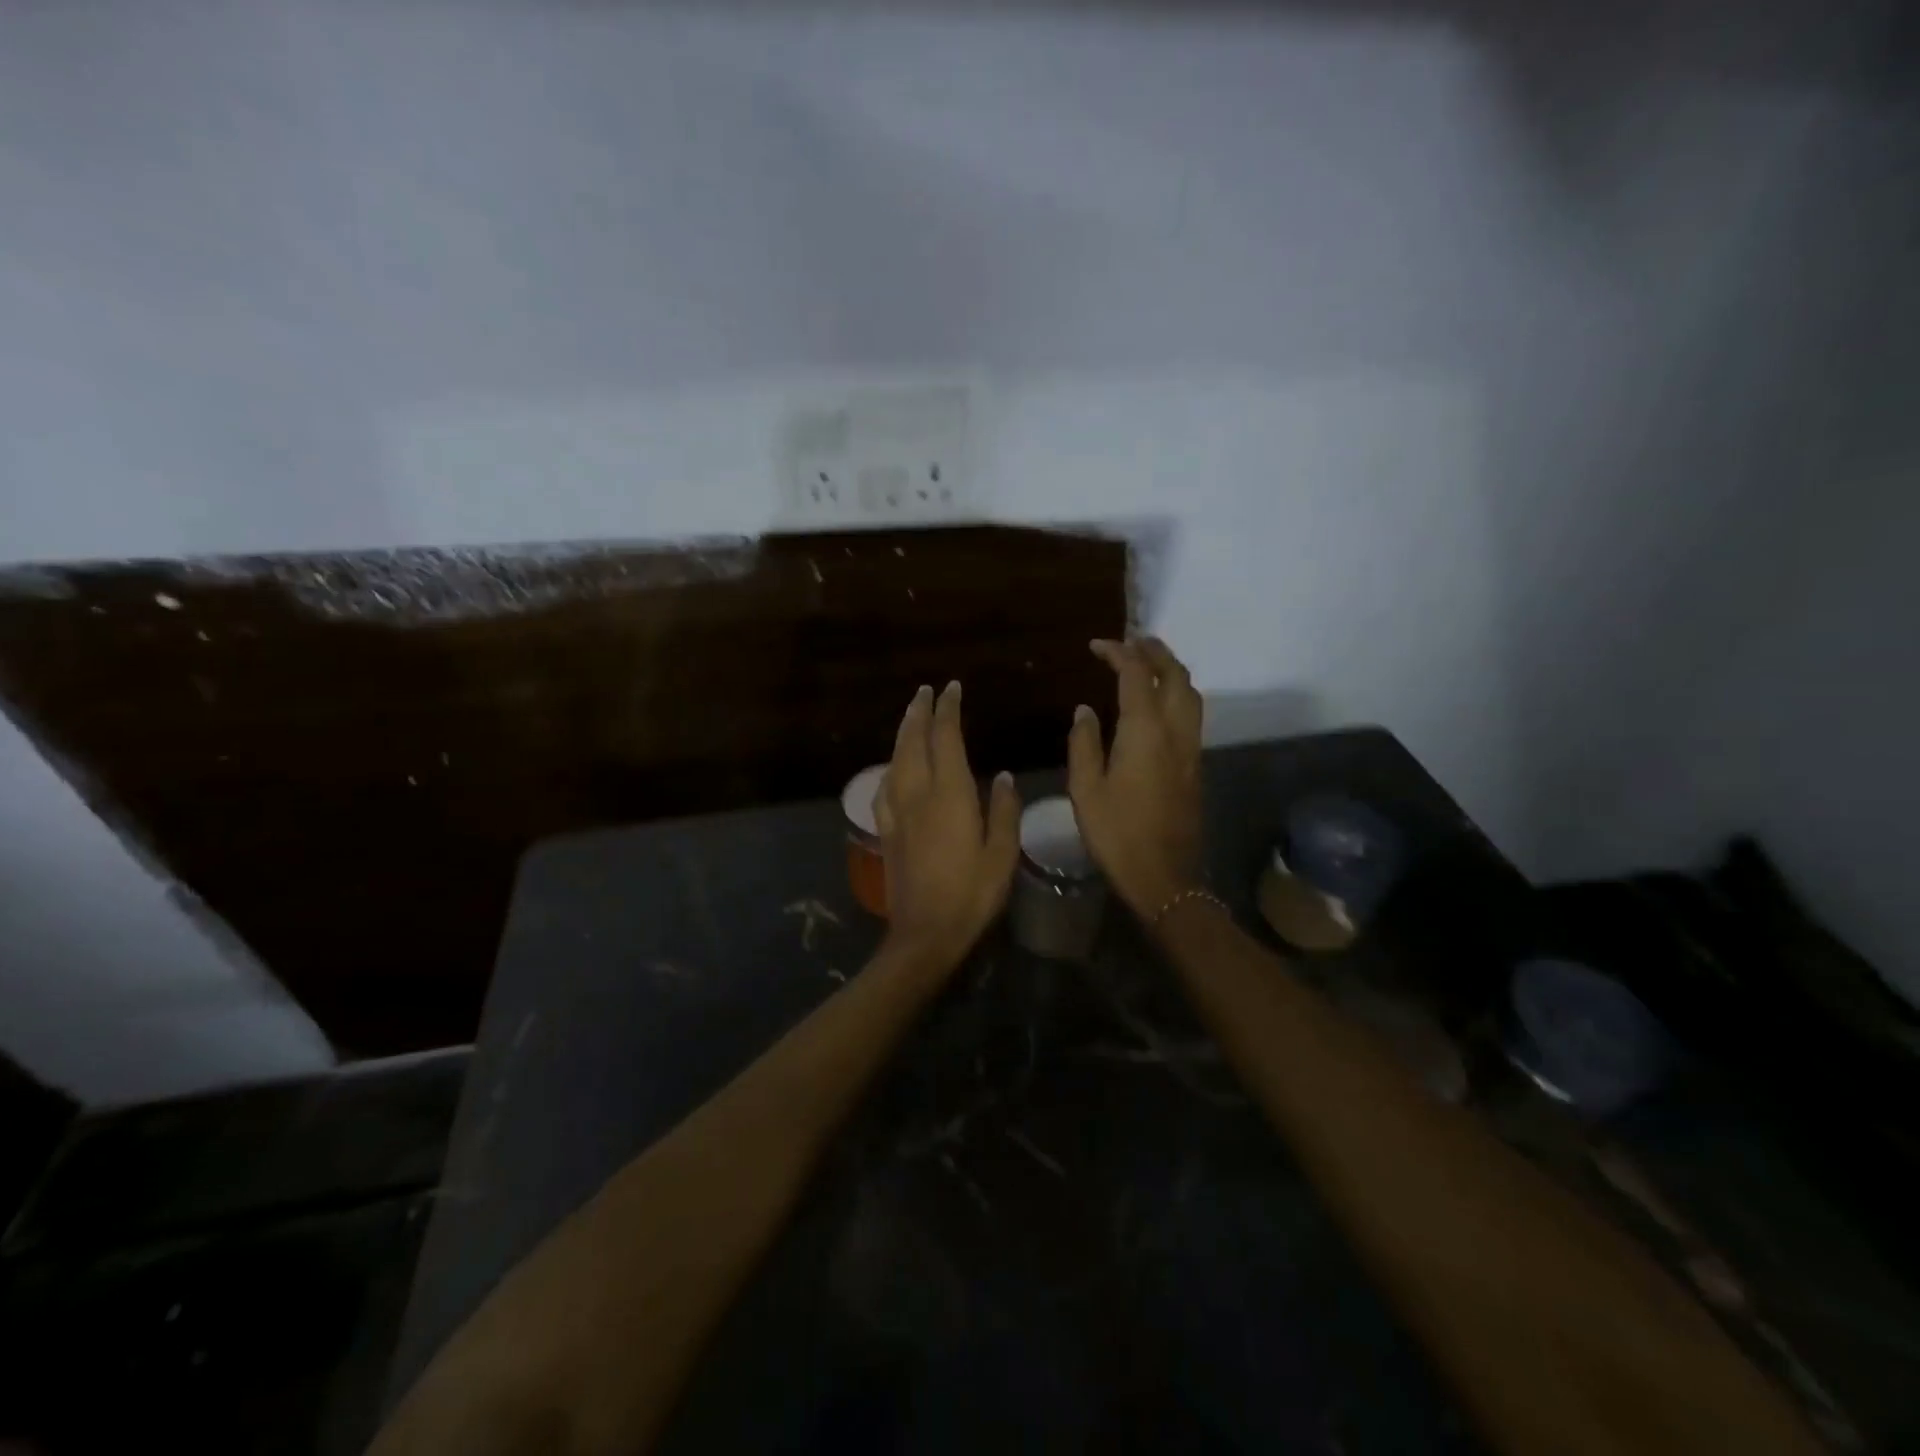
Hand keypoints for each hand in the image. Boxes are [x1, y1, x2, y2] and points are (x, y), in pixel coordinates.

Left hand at [875, 682, 1020, 974]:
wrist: (925, 933)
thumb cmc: (972, 895)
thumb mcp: (1002, 854)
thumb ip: (1003, 811)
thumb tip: (1002, 777)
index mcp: (950, 795)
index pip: (946, 738)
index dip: (948, 710)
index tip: (952, 689)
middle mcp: (918, 795)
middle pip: (913, 742)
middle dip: (918, 712)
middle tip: (924, 691)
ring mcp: (897, 813)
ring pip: (895, 760)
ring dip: (902, 733)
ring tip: (909, 717)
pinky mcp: (886, 832)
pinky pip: (884, 787)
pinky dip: (890, 766)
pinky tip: (893, 768)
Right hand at [1068, 638, 1204, 917]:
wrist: (1164, 876)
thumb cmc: (1117, 834)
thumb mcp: (1085, 789)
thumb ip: (1084, 743)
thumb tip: (1085, 711)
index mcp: (1145, 732)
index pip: (1137, 675)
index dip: (1119, 653)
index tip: (1097, 645)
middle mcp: (1175, 732)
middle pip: (1176, 675)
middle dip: (1155, 651)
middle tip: (1131, 641)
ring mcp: (1191, 749)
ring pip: (1190, 693)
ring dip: (1171, 670)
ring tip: (1147, 663)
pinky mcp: (1195, 765)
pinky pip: (1191, 714)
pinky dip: (1176, 694)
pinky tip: (1157, 703)